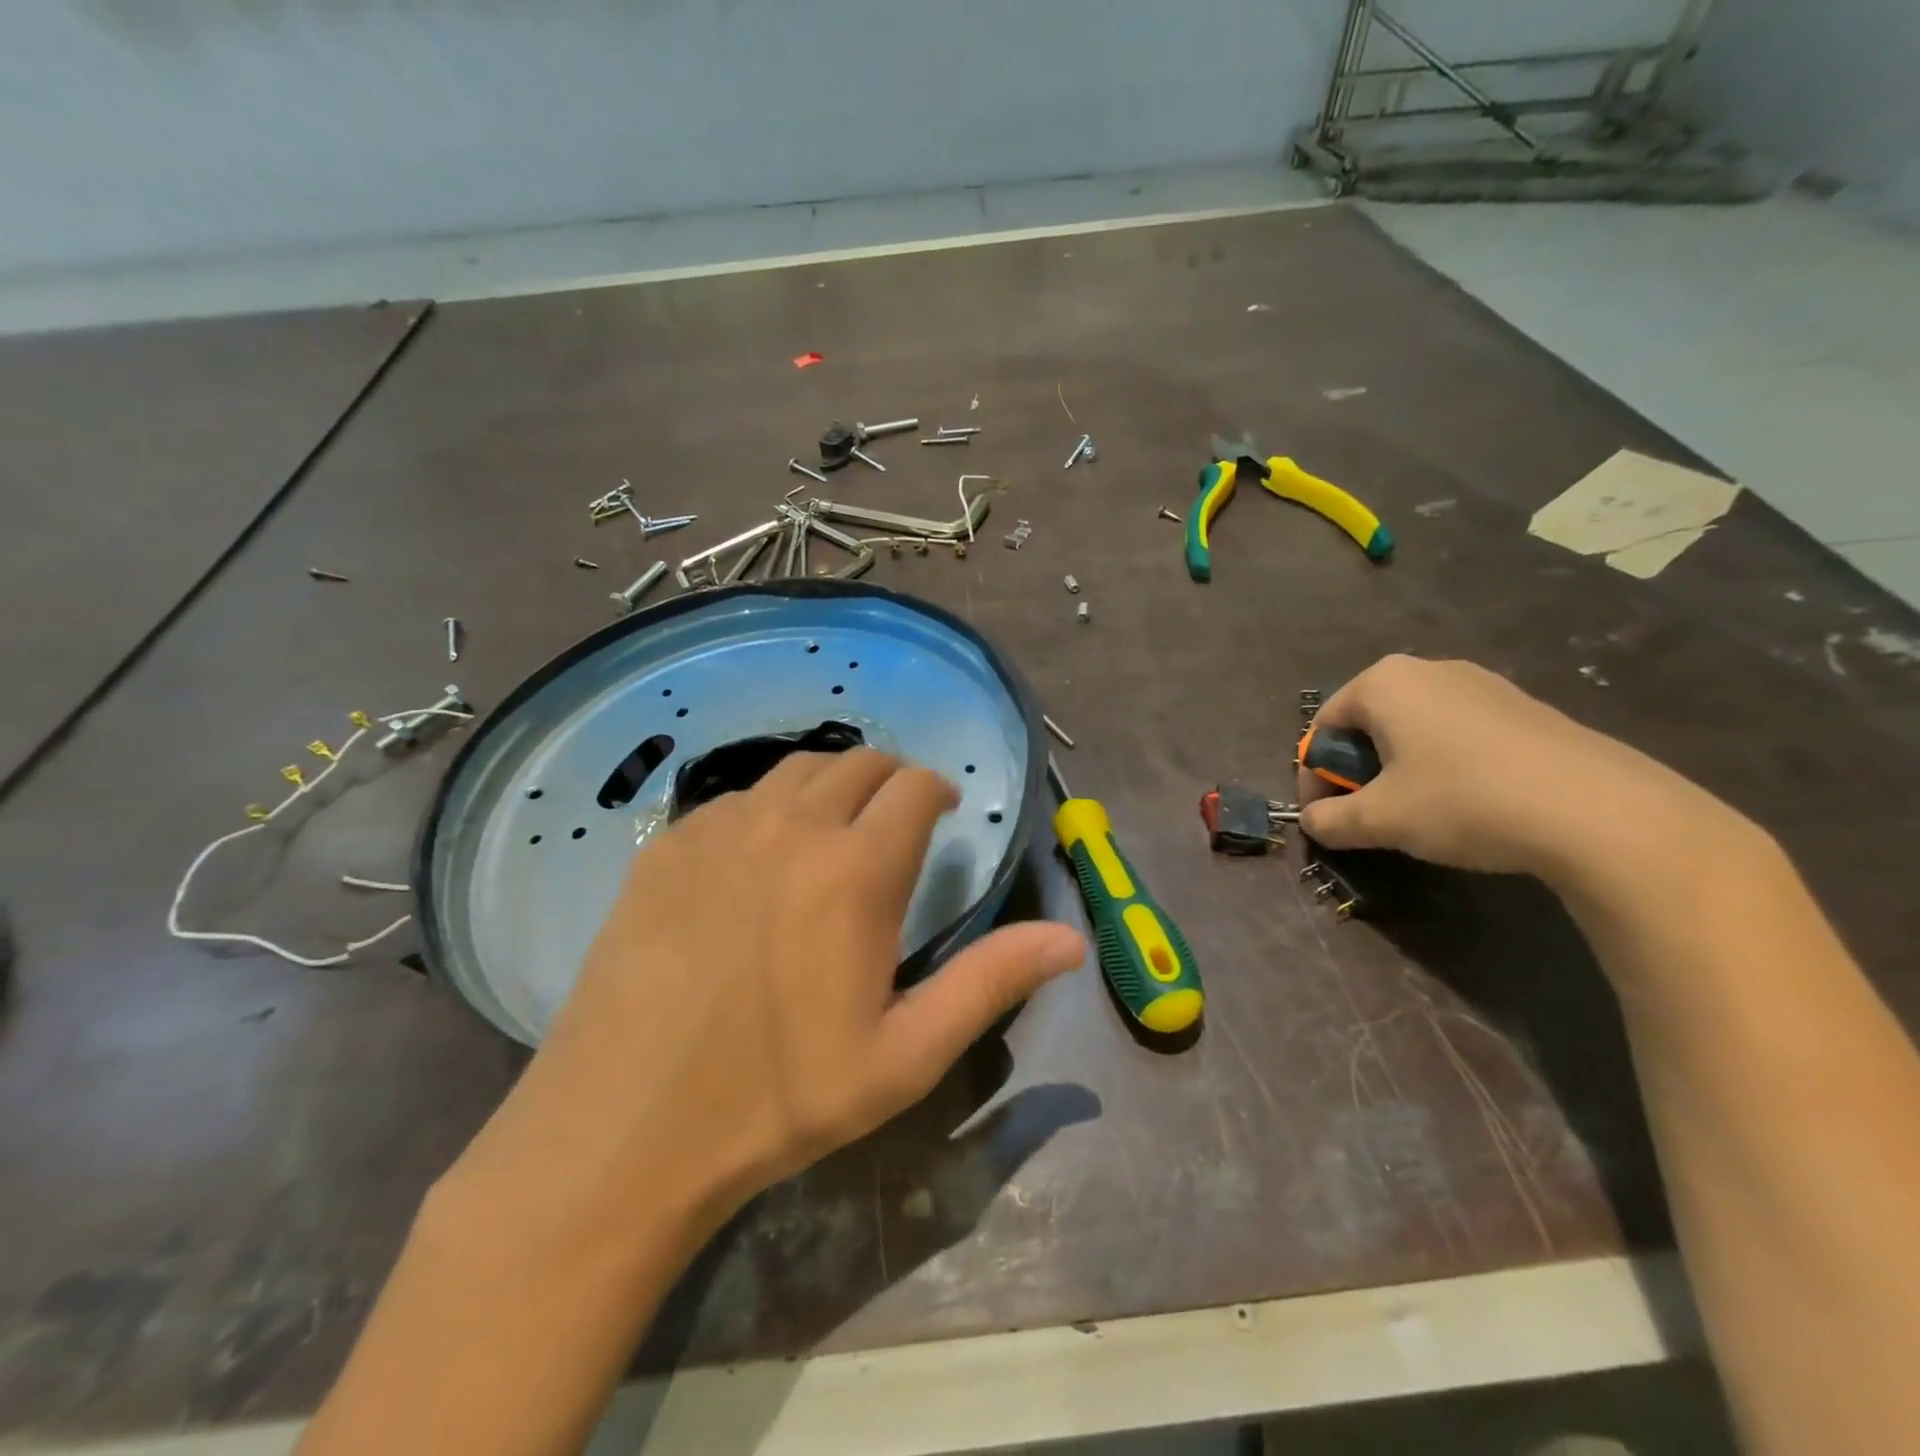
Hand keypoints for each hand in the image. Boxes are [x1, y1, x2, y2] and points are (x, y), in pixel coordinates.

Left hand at [441, 748, 1084, 1257]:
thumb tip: (1073, 940)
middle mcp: (791, 827)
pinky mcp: (666, 847)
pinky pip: (735, 798)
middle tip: (896, 823)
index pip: (915, 786)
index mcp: (856, 870)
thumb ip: (991, 981)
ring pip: (795, 770)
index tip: (945, 817)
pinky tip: (761, 856)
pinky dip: (768, 806)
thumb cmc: (781, 1098)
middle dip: (891, 780)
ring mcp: (720, 829)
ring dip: (831, 785)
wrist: (625, 1128)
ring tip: (836, 829)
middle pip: (858, 762)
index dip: (938, 791)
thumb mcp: (906, 1055)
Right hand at [1298, 655, 1737, 882]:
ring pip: (1415, 727)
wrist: (1598, 811)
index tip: (1324, 813)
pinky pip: (1459, 733)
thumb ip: (1331, 819)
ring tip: (1416, 812)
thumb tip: (1311, 821)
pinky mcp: (1525, 708)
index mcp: (1384, 683)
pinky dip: (1445, 764)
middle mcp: (1429, 669)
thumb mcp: (1380, 819)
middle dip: (1357, 769)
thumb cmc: (1463, 800)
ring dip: (1399, 768)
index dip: (1314, 774)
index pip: (1325, 725)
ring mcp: (1483, 685)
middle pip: (1369, 722)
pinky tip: (1467, 803)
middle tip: (1367, 813)